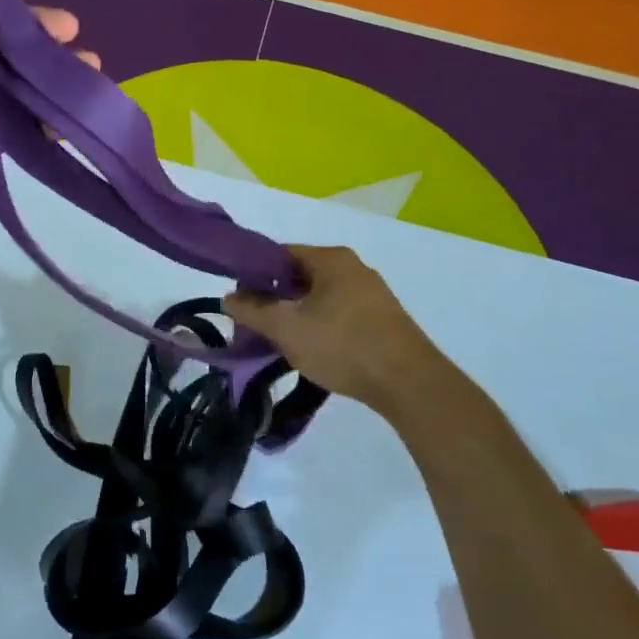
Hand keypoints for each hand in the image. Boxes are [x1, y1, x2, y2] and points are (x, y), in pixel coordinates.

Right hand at [224, 245, 450, 412]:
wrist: (409, 383)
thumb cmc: (343, 345)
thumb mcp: (287, 328)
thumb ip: (253, 310)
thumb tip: (229, 298)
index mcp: (331, 259)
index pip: (279, 254)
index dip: (254, 275)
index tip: (240, 302)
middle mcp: (353, 267)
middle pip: (299, 276)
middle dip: (274, 299)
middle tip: (256, 325)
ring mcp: (372, 293)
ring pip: (319, 297)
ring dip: (296, 315)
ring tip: (281, 342)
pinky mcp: (382, 319)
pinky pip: (339, 313)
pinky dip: (319, 326)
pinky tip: (312, 350)